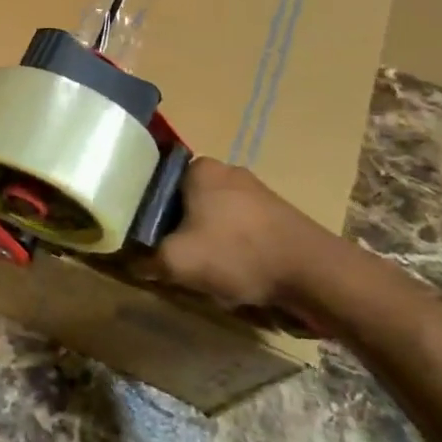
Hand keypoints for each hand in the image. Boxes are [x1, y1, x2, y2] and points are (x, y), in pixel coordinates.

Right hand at [154, 159, 350, 319]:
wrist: (314, 274)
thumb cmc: (237, 254)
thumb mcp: (175, 261)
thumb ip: (144, 259)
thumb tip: (128, 261)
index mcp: (199, 168)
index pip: (154, 183)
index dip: (141, 213)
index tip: (138, 239)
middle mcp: (226, 171)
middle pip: (182, 203)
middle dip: (173, 231)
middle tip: (165, 259)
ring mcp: (254, 192)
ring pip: (209, 218)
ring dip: (201, 244)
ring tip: (199, 272)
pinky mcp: (275, 215)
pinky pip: (236, 230)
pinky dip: (228, 250)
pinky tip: (230, 274)